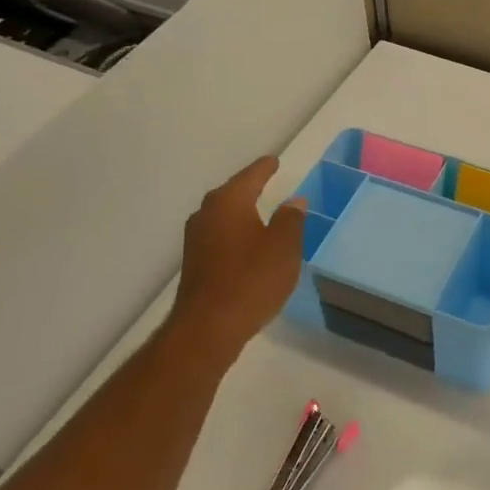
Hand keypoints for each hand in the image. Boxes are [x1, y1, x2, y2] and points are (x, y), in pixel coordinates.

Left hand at [166, 157, 305, 358]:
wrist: (208, 328)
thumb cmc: (251, 280)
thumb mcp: (283, 247)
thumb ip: (291, 220)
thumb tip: (294, 201)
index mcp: (229, 202)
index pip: (251, 176)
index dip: (265, 168)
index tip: (274, 161)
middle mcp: (207, 214)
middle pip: (231, 193)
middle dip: (249, 188)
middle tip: (267, 182)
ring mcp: (196, 239)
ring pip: (223, 216)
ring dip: (241, 213)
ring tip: (260, 213)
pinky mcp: (195, 263)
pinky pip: (219, 236)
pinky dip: (234, 234)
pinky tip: (246, 245)